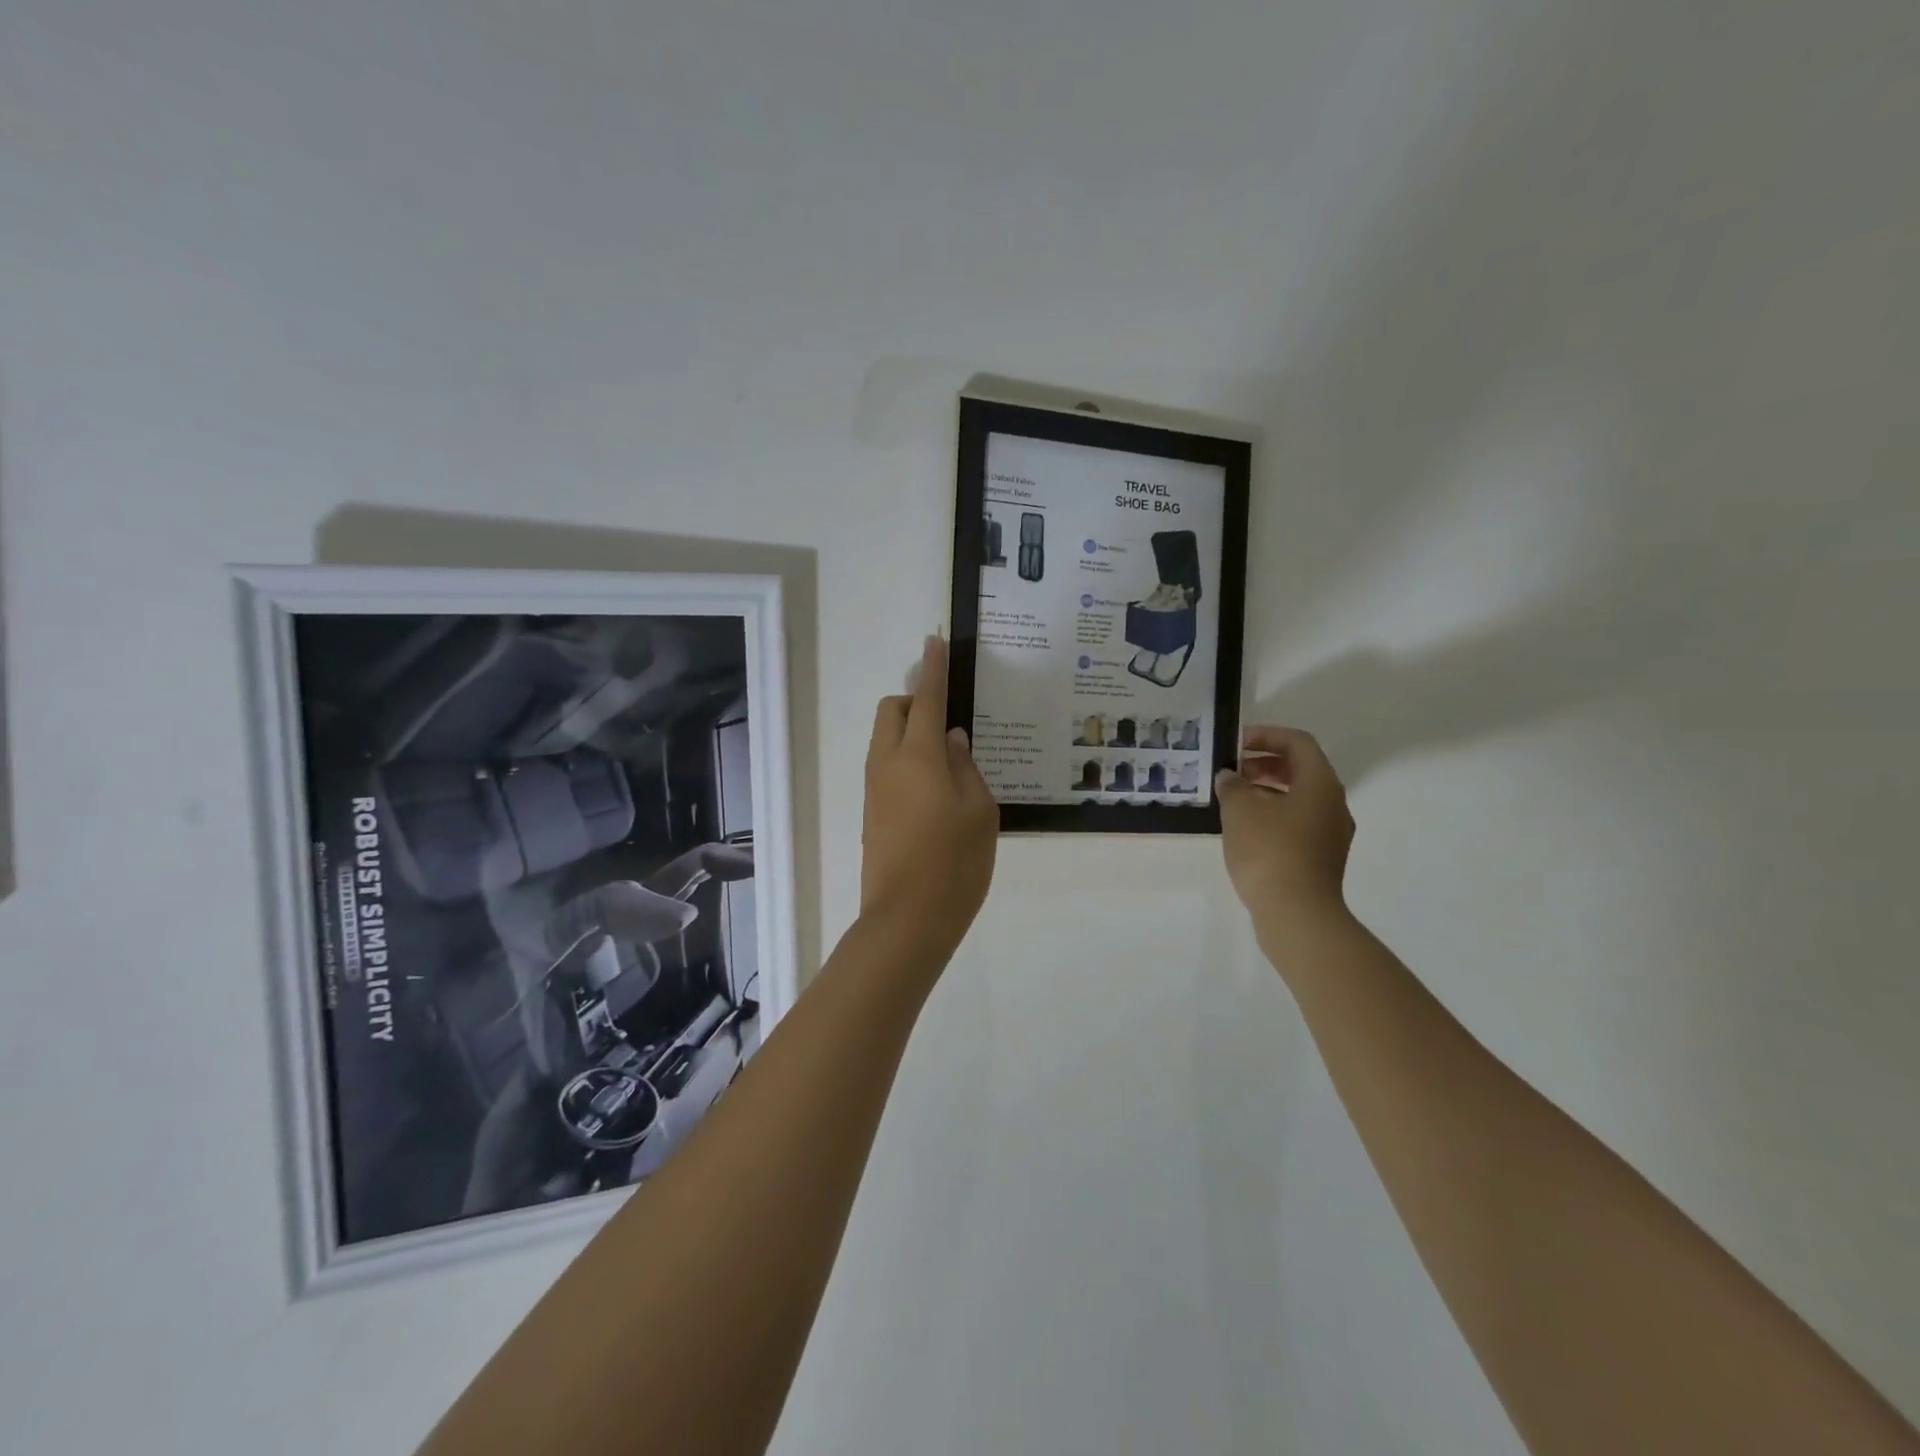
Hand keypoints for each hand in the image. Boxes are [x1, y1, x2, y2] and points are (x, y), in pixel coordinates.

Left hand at [861, 636, 998, 953]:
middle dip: (916, 701)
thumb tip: (952, 739)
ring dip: (910, 733)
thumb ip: (966, 767)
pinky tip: (936, 789)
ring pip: (886, 739)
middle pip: (893, 710)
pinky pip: (886, 766)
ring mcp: (875, 788)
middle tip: (950, 723)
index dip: (933, 668)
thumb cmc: (955, 864)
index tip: (934, 641)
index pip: (928, 698)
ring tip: (950, 761)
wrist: (906, 920)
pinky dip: (906, 760)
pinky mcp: (871, 812)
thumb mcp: (980, 811)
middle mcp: (888, 763)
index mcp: (918, 755)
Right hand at [1217, 725, 1354, 924]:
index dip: (1266, 735)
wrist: (1297, 914)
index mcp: (1320, 783)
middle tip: (1231, 770)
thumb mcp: (1240, 811)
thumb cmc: (1269, 851)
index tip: (1236, 743)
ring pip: (1298, 797)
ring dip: (1265, 790)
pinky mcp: (1320, 856)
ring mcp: (1330, 832)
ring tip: (1232, 798)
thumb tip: (1230, 777)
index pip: (1297, 743)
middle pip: (1300, 769)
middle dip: (1264, 763)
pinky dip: (1272, 814)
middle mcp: (1333, 803)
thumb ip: (1232, 786)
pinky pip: (1297, 821)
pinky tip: (1244, 828)